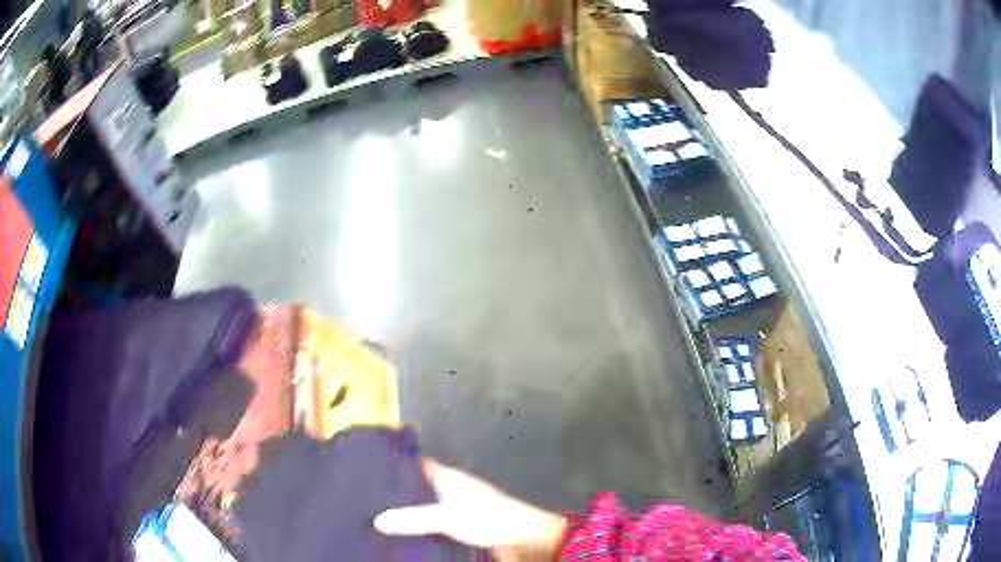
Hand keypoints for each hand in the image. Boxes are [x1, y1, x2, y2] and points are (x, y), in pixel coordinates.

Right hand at [374, 460, 567, 560]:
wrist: (524, 537)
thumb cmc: (486, 517)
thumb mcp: (446, 517)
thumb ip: (413, 518)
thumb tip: (377, 520)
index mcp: (448, 477)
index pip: (415, 466)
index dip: (395, 467)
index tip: (368, 473)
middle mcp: (451, 489)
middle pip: (418, 488)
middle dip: (397, 495)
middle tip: (366, 502)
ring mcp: (459, 507)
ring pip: (426, 507)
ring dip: (409, 513)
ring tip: (377, 520)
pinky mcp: (464, 525)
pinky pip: (436, 523)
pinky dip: (422, 528)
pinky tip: (406, 537)